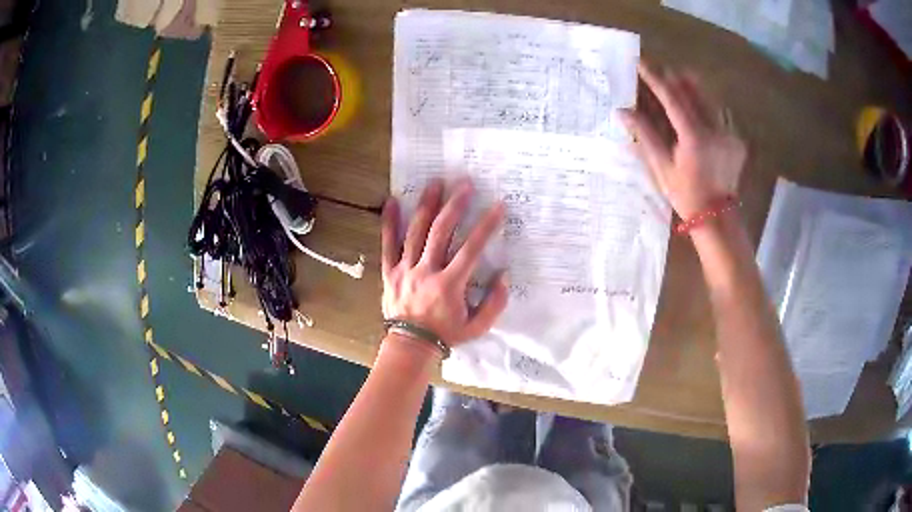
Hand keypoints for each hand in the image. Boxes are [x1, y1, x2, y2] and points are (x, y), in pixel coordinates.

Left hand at [381, 178, 508, 346]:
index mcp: (449, 285)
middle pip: (441, 232)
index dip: (486, 226)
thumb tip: (504, 276)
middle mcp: (426, 272)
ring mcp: (405, 270)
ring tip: (435, 184)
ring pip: (415, 232)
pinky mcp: (390, 272)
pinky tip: (392, 201)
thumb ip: (494, 303)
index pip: (471, 249)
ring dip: (426, 206)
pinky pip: (387, 244)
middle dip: (455, 206)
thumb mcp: (478, 326)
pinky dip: (389, 223)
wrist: (410, 346)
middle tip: (464, 184)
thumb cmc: (446, 335)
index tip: (497, 206)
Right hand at [621, 63, 745, 219]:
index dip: (655, 78)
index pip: (672, 97)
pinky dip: (704, 105)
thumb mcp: (662, 168)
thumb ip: (645, 135)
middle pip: (693, 90)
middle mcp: (715, 129)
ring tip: (675, 86)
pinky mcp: (736, 138)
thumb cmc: (686, 195)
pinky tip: (695, 111)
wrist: (718, 217)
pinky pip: (718, 112)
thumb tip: (622, 111)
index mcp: (695, 137)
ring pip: (708, 98)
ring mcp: (729, 133)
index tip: (641, 62)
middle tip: (658, 73)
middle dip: (673, 77)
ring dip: (689, 88)